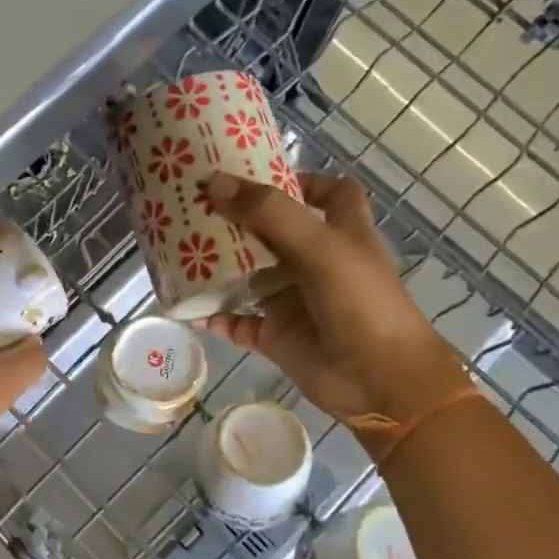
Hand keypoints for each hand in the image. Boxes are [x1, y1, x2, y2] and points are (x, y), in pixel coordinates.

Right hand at [202, 171, 470, 421]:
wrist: (380, 382)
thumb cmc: (361, 302)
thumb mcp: (319, 246)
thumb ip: (268, 213)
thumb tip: (214, 183)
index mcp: (342, 234)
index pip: (331, 194)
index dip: (303, 181)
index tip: (259, 176)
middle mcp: (317, 263)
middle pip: (275, 232)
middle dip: (240, 220)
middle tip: (196, 206)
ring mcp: (295, 302)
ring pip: (251, 276)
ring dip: (219, 266)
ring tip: (178, 249)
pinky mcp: (278, 336)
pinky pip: (238, 322)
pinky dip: (214, 316)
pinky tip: (186, 306)